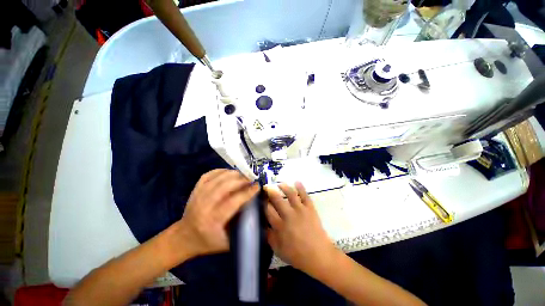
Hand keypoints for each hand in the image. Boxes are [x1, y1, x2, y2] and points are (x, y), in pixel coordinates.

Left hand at [171, 169, 258, 260]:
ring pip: (218, 177)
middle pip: (225, 185)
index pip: (233, 201)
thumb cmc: (208, 242)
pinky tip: (229, 172)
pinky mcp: (196, 189)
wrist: (184, 237)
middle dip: (241, 180)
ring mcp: (198, 195)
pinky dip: (221, 170)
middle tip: (251, 180)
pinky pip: (210, 174)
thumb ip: (242, 229)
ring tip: (243, 175)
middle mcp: (204, 205)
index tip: (257, 186)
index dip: (247, 192)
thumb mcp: (227, 242)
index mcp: (213, 220)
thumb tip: (258, 213)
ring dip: (233, 174)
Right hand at [264, 183, 337, 274]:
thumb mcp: (278, 249)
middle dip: (270, 191)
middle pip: (277, 199)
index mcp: (279, 226)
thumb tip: (263, 224)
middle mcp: (288, 215)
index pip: (268, 210)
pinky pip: (305, 195)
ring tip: (280, 184)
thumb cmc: (297, 255)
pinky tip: (297, 182)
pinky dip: (301, 187)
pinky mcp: (310, 208)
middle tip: (266, 187)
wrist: (319, 255)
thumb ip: (269, 236)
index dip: (263, 202)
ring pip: (290, 194)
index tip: (261, 197)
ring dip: (284, 187)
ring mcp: (300, 210)